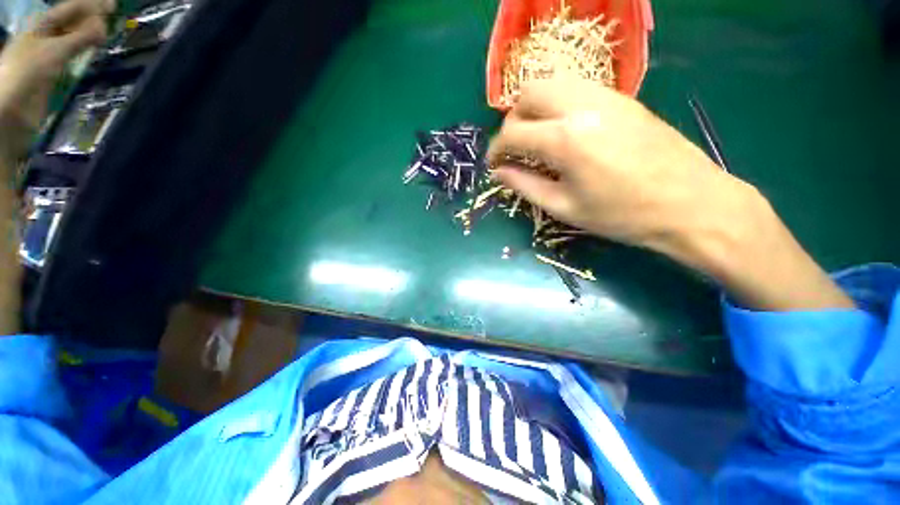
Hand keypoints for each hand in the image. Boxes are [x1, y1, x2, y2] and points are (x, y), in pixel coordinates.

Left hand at [0, 0, 112, 160]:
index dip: (91, 5)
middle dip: (91, 18)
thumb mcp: (54, 52)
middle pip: (71, 21)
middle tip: (112, 15)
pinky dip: (83, 49)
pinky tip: (92, 49)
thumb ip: (80, 39)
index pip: (71, 8)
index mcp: (41, 25)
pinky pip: (71, 53)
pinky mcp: (52, 70)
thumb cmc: (27, 73)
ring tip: (106, 32)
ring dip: (88, 33)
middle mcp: (44, 34)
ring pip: (73, 36)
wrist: (11, 109)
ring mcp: (47, 53)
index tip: (112, 5)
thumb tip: (104, 27)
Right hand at [487, 78, 743, 249]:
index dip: (496, 149)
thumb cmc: (622, 215)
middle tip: (514, 148)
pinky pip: (576, 88)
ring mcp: (605, 95)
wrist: (691, 203)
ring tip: (535, 138)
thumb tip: (499, 172)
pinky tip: (562, 130)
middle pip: (528, 93)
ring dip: (533, 108)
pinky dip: (557, 104)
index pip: (512, 132)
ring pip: (552, 83)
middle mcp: (581, 106)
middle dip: (512, 120)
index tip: (493, 164)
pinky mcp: (622, 97)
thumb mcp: (564, 207)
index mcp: (564, 140)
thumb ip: (525, 186)